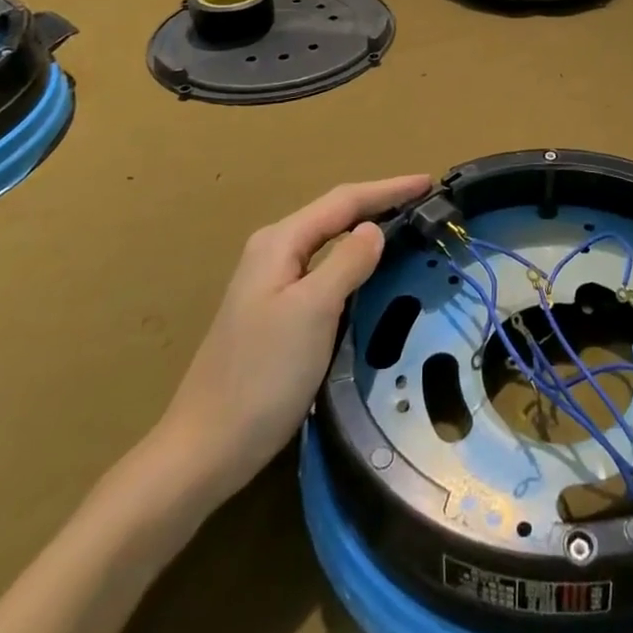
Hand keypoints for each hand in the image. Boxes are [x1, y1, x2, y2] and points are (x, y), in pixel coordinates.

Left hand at [148, 173, 431, 497]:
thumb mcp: (313, 311)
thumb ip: (347, 263)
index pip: (343, 201)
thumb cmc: (262, 376)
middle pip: (335, 215)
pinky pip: (324, 271)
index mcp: (279, 243)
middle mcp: (273, 253)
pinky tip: (370, 273)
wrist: (204, 450)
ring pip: (329, 243)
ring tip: (406, 228)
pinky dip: (353, 263)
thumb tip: (374, 229)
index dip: (388, 189)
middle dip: (379, 204)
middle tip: (424, 203)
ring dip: (366, 231)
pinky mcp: (275, 313)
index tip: (428, 182)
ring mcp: (271, 285)